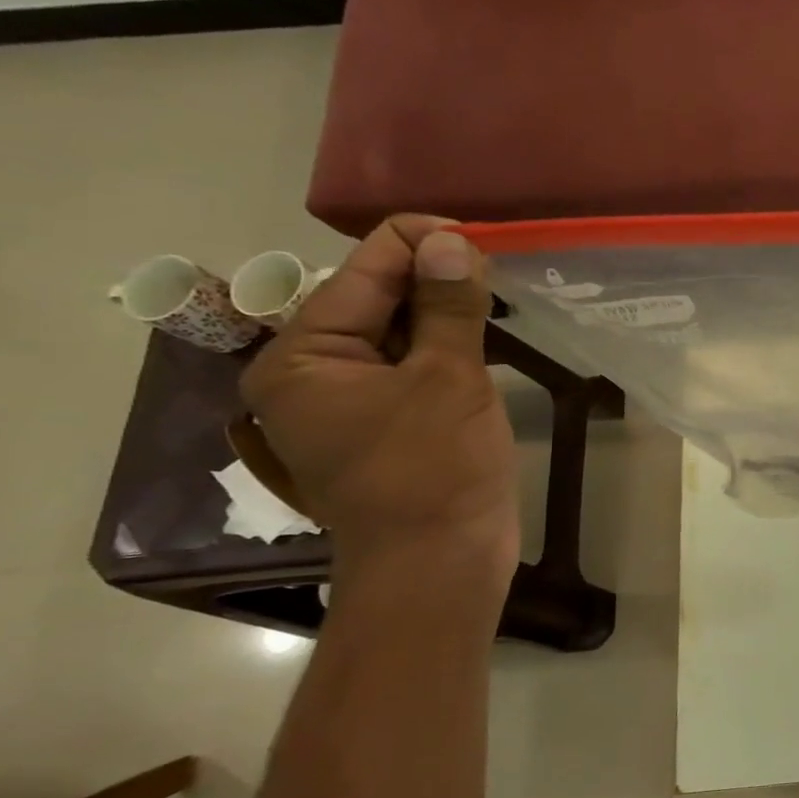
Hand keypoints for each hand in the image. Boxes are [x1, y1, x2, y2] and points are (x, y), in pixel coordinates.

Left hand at [240, 217, 518, 570]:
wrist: (439, 563)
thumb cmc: (435, 469)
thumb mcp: (448, 379)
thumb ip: (448, 306)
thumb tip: (452, 241)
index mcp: (302, 358)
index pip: (360, 273)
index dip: (418, 243)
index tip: (479, 234)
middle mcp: (312, 374)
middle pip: (374, 300)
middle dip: (433, 276)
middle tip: (496, 261)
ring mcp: (349, 403)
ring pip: (397, 334)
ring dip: (444, 310)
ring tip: (496, 289)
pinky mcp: (386, 424)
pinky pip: (412, 366)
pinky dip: (446, 345)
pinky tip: (484, 332)